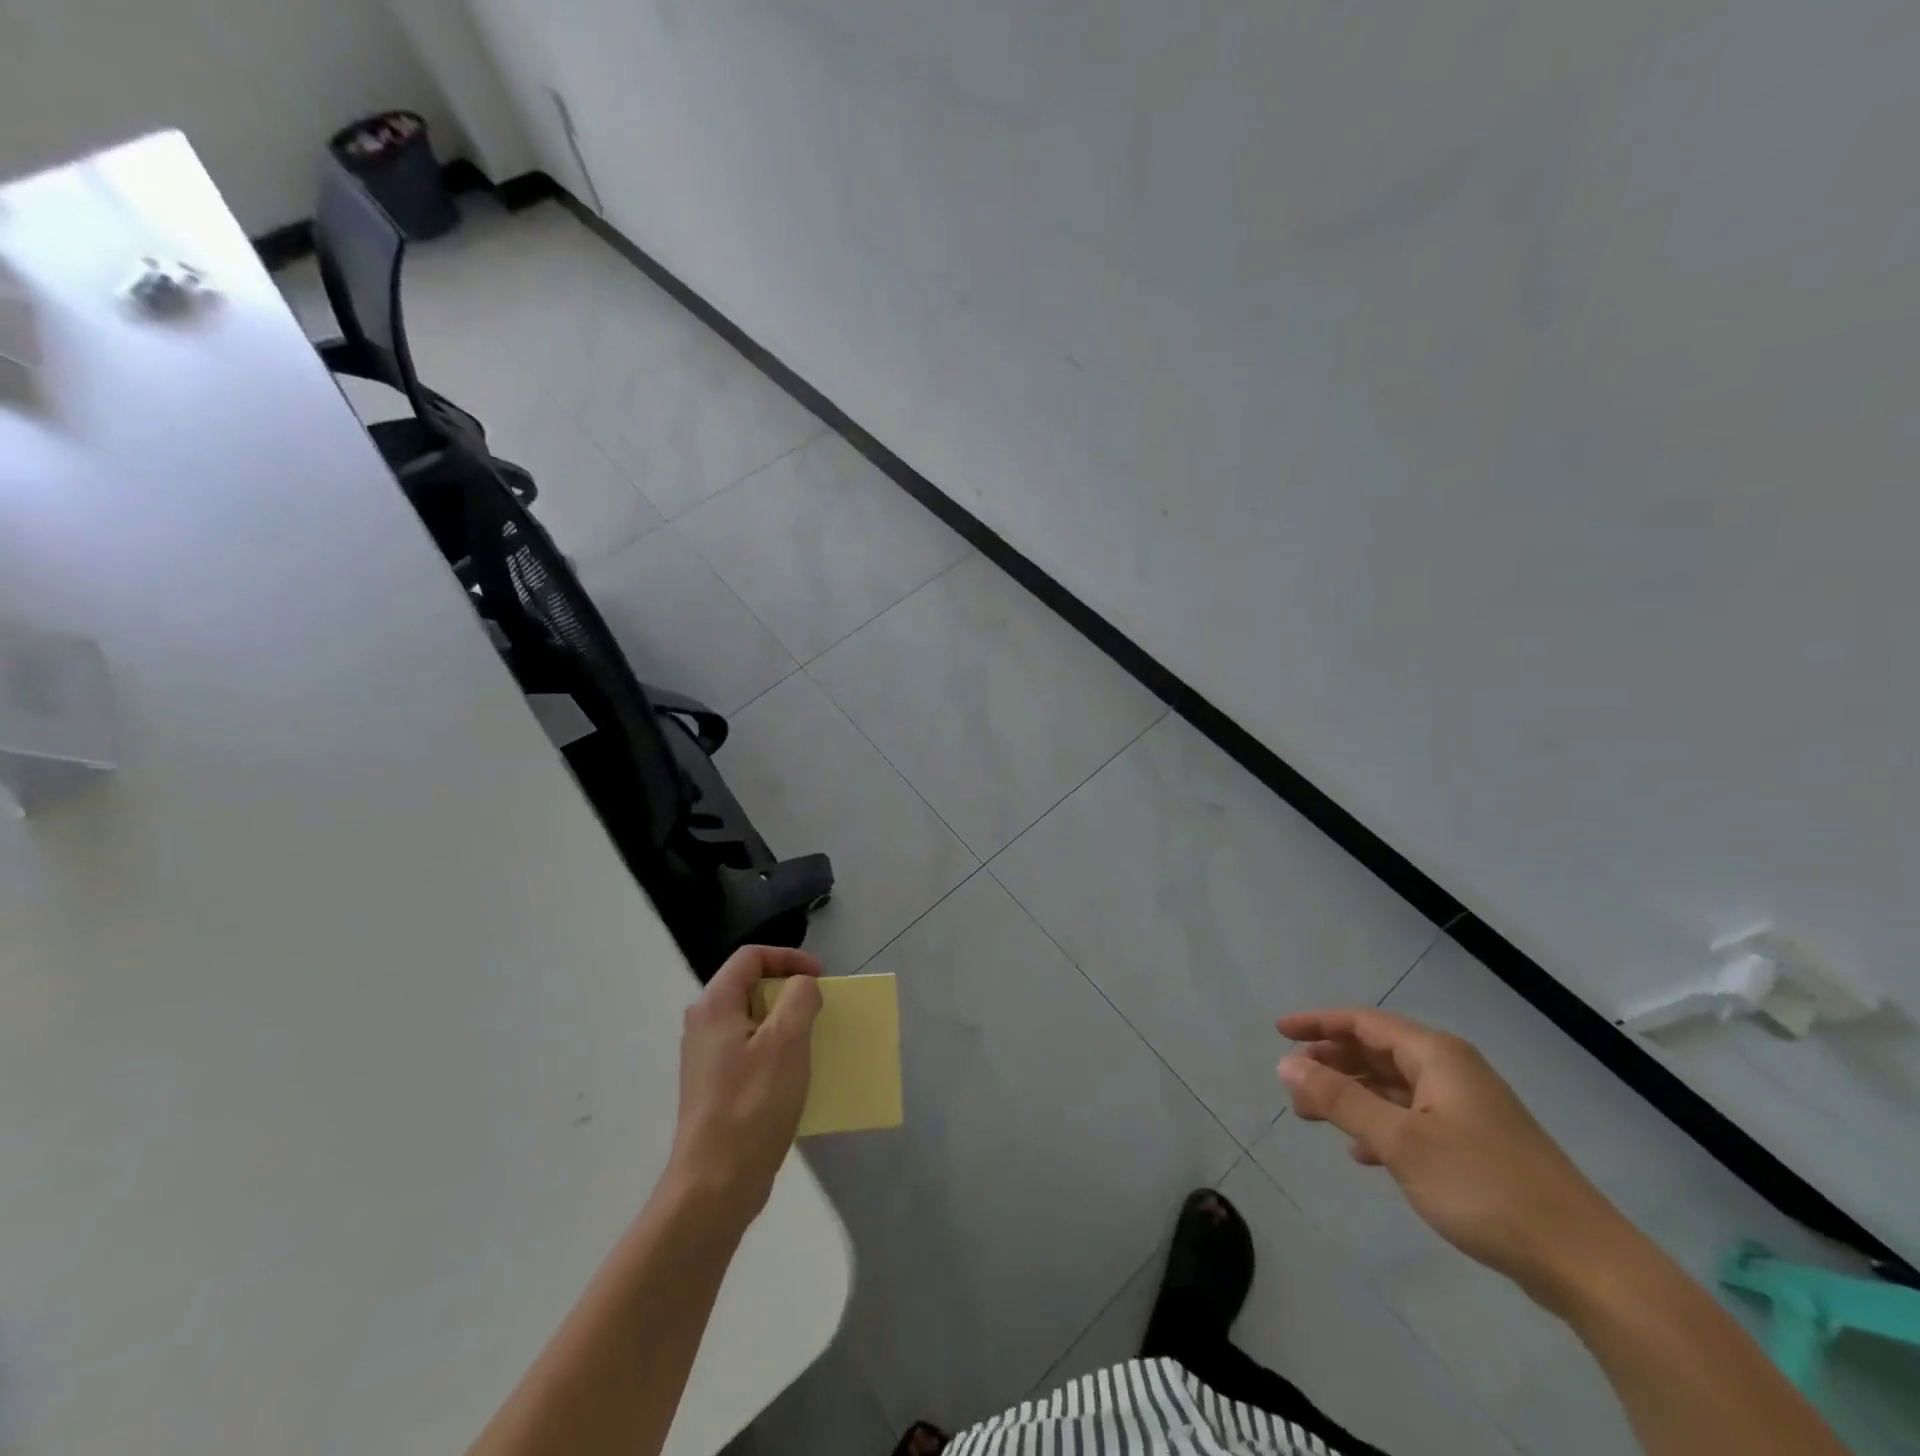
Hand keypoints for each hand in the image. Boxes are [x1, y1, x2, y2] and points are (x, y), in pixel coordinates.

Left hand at [668, 946, 823, 1228]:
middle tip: (821, 1008)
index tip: (821, 977)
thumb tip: (803, 986)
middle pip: (751, 986)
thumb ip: (800, 998)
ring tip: (814, 1040)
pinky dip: (776, 1050)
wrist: (715, 1185)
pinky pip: (751, 1051)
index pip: (751, 957)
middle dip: (790, 991)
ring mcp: (707, 1058)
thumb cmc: (753, 1104)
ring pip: (753, 1021)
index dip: (790, 958)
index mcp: (715, 1005)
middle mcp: (704, 1025)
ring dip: (787, 1022)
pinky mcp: (715, 1087)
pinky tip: (796, 1075)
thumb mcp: (787, 1041)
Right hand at [1277, 1008, 1634, 1307]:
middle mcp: (1452, 1070)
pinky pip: (1413, 1117)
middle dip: (1332, 1063)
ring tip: (1313, 1115)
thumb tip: (1286, 1064)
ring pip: (1394, 1086)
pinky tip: (1362, 1153)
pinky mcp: (1478, 1144)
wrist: (1585, 1263)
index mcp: (1436, 1055)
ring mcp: (1468, 1108)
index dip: (1318, 1023)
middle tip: (1292, 1085)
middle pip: (1377, 1051)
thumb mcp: (1400, 1141)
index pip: (1363, 1022)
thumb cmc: (1484, 1187)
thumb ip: (1339, 1099)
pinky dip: (1380, 1125)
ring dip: (1352, 1095)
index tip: (1278, 1032)